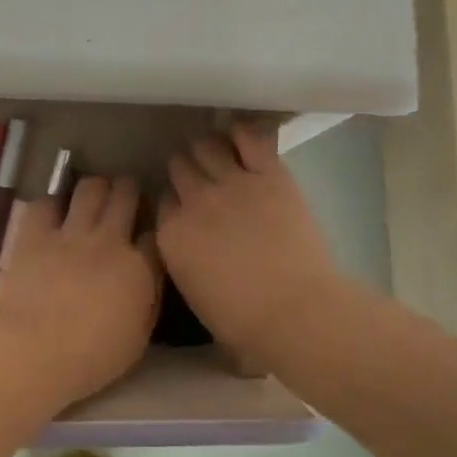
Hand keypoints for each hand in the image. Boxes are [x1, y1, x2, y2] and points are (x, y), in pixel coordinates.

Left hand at [0, 176, 161, 409]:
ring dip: (97, 187)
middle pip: (126, 196)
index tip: (147, 234)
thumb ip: (147, 300)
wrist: (36, 351)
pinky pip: (47, 203)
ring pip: (91, 189)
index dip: (153, 229)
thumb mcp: (138, 338)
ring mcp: (71, 233)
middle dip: (129, 190)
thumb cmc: (92, 357)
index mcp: (139, 268)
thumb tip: (149, 278)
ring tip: (95, 193)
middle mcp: (109, 240)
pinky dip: (53, 204)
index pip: (155, 234)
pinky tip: (54, 213)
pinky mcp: (36, 233)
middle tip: (126, 194)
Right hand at [158, 125, 344, 362]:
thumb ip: (185, 263)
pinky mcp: (269, 175)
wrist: (294, 311)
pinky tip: (239, 134)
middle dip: (184, 169)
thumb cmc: (244, 323)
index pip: (162, 201)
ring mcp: (232, 184)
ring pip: (206, 147)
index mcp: (172, 235)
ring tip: (214, 150)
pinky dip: (242, 133)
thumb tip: (192, 251)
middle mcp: (195, 202)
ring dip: (206, 147)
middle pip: (179, 169)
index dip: (173, 200)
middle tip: (197, 174)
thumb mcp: (195, 296)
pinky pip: (250, 139)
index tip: (181, 204)